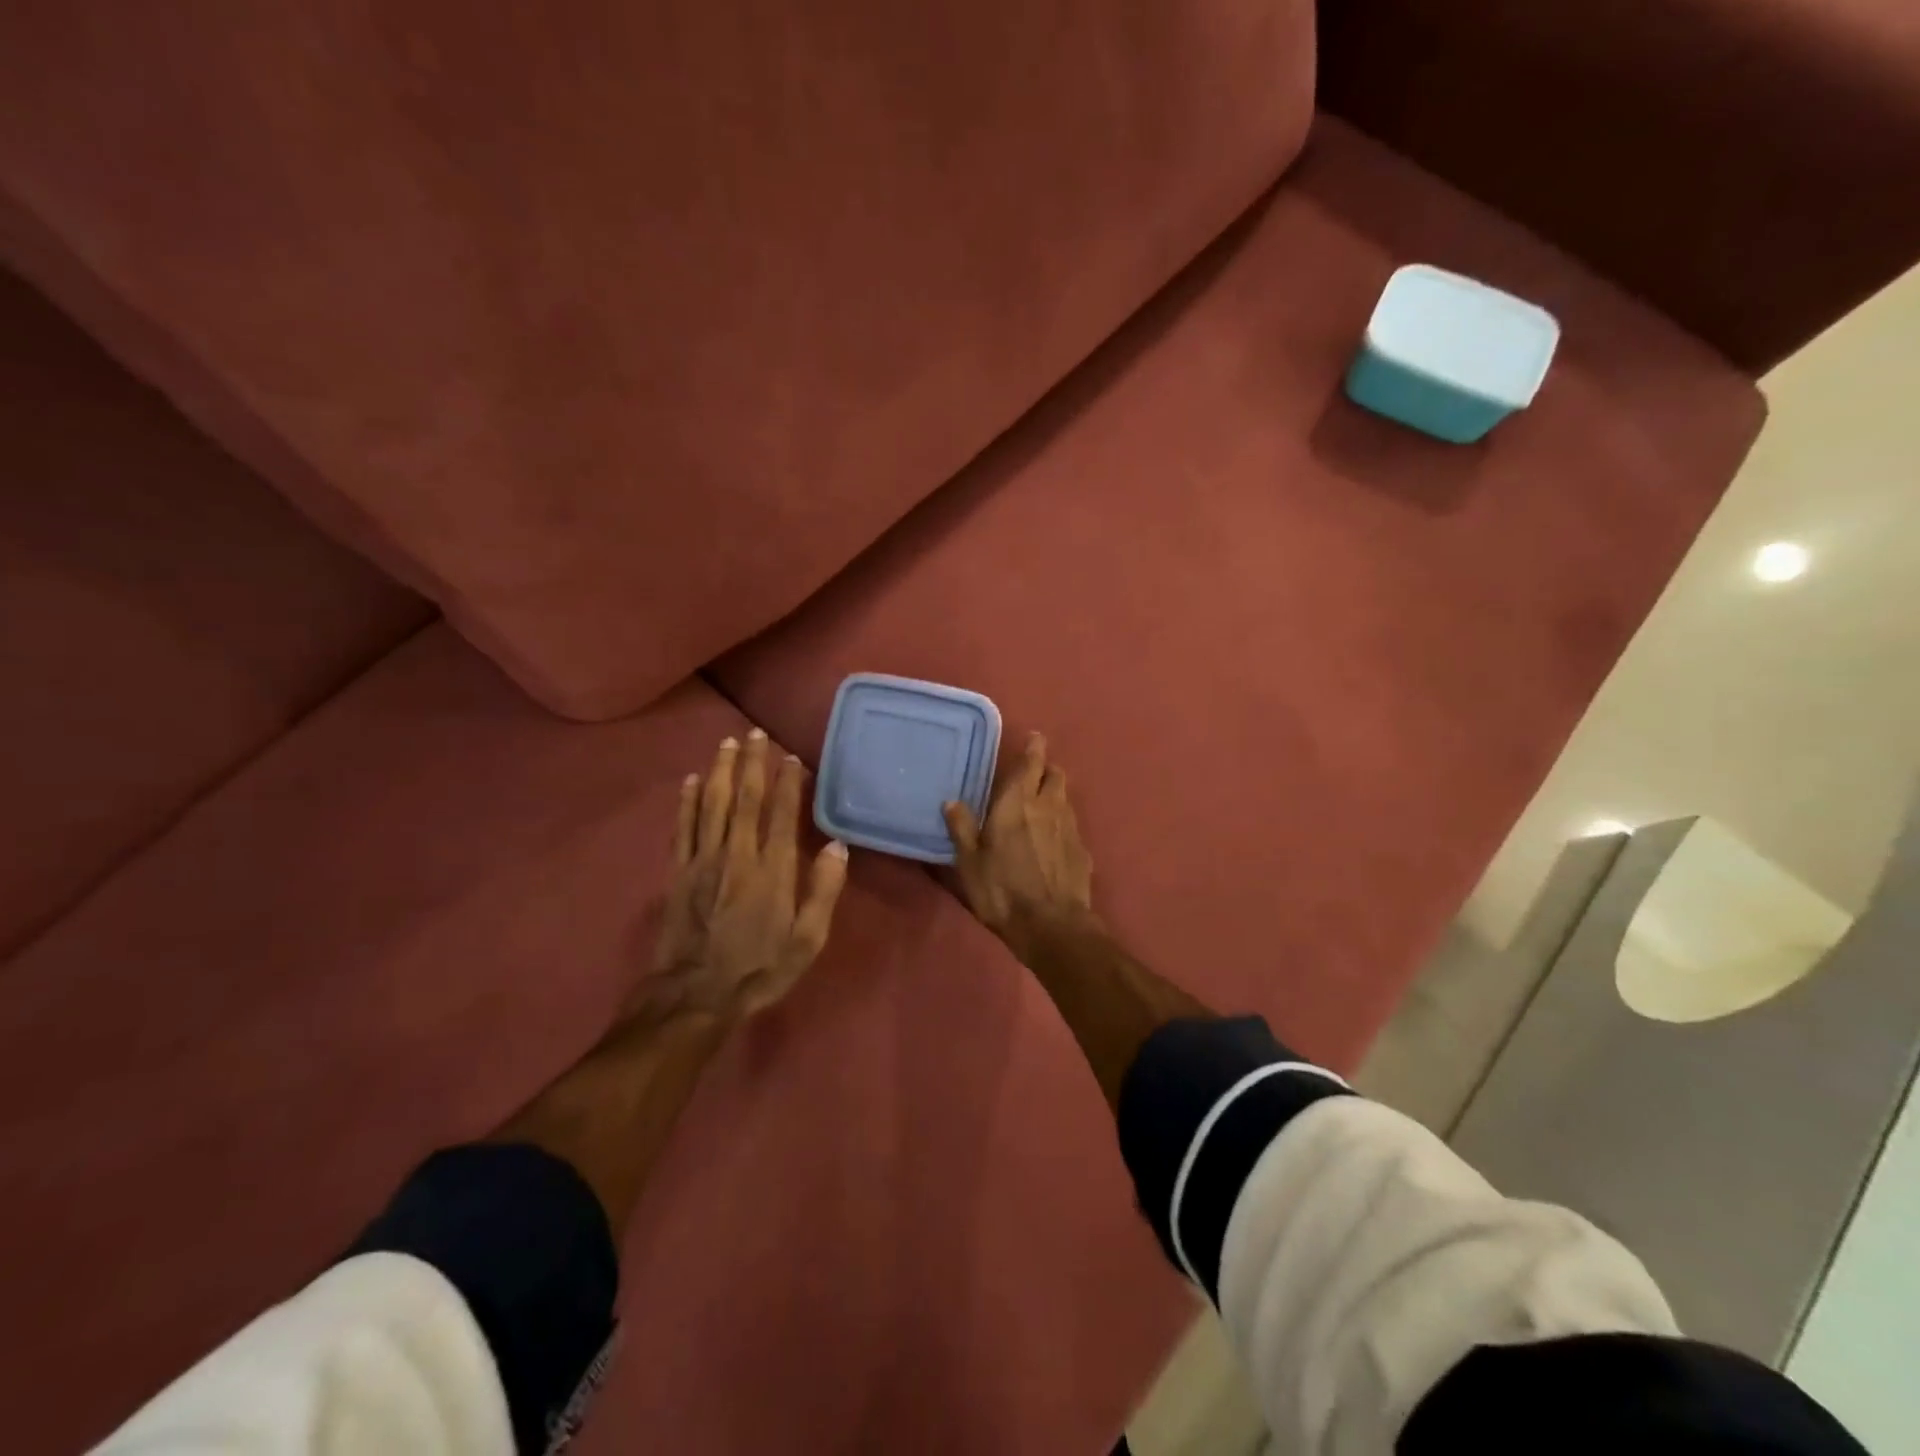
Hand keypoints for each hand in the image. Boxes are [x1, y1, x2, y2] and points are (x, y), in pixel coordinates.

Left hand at [651, 730, 848, 1020]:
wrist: (695, 996)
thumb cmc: (759, 969)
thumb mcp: (807, 940)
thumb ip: (823, 891)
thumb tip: (838, 846)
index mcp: (772, 870)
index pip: (781, 813)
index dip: (787, 782)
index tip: (791, 757)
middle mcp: (737, 855)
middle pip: (745, 799)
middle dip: (752, 763)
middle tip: (756, 733)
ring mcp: (703, 861)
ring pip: (713, 804)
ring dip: (722, 770)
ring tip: (728, 742)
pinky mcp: (678, 872)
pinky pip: (683, 827)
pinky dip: (687, 800)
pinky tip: (692, 779)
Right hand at [943, 731, 1094, 952]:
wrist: (1051, 926)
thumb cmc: (1002, 890)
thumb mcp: (970, 861)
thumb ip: (962, 828)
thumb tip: (951, 801)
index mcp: (1018, 802)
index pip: (1032, 763)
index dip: (1034, 748)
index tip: (1035, 738)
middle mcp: (1049, 806)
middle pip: (1055, 775)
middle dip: (1046, 769)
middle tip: (1034, 774)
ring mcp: (1071, 828)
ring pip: (1066, 799)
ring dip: (1055, 795)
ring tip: (1041, 805)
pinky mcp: (1083, 851)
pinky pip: (1072, 826)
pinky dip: (1062, 824)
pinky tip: (1053, 841)